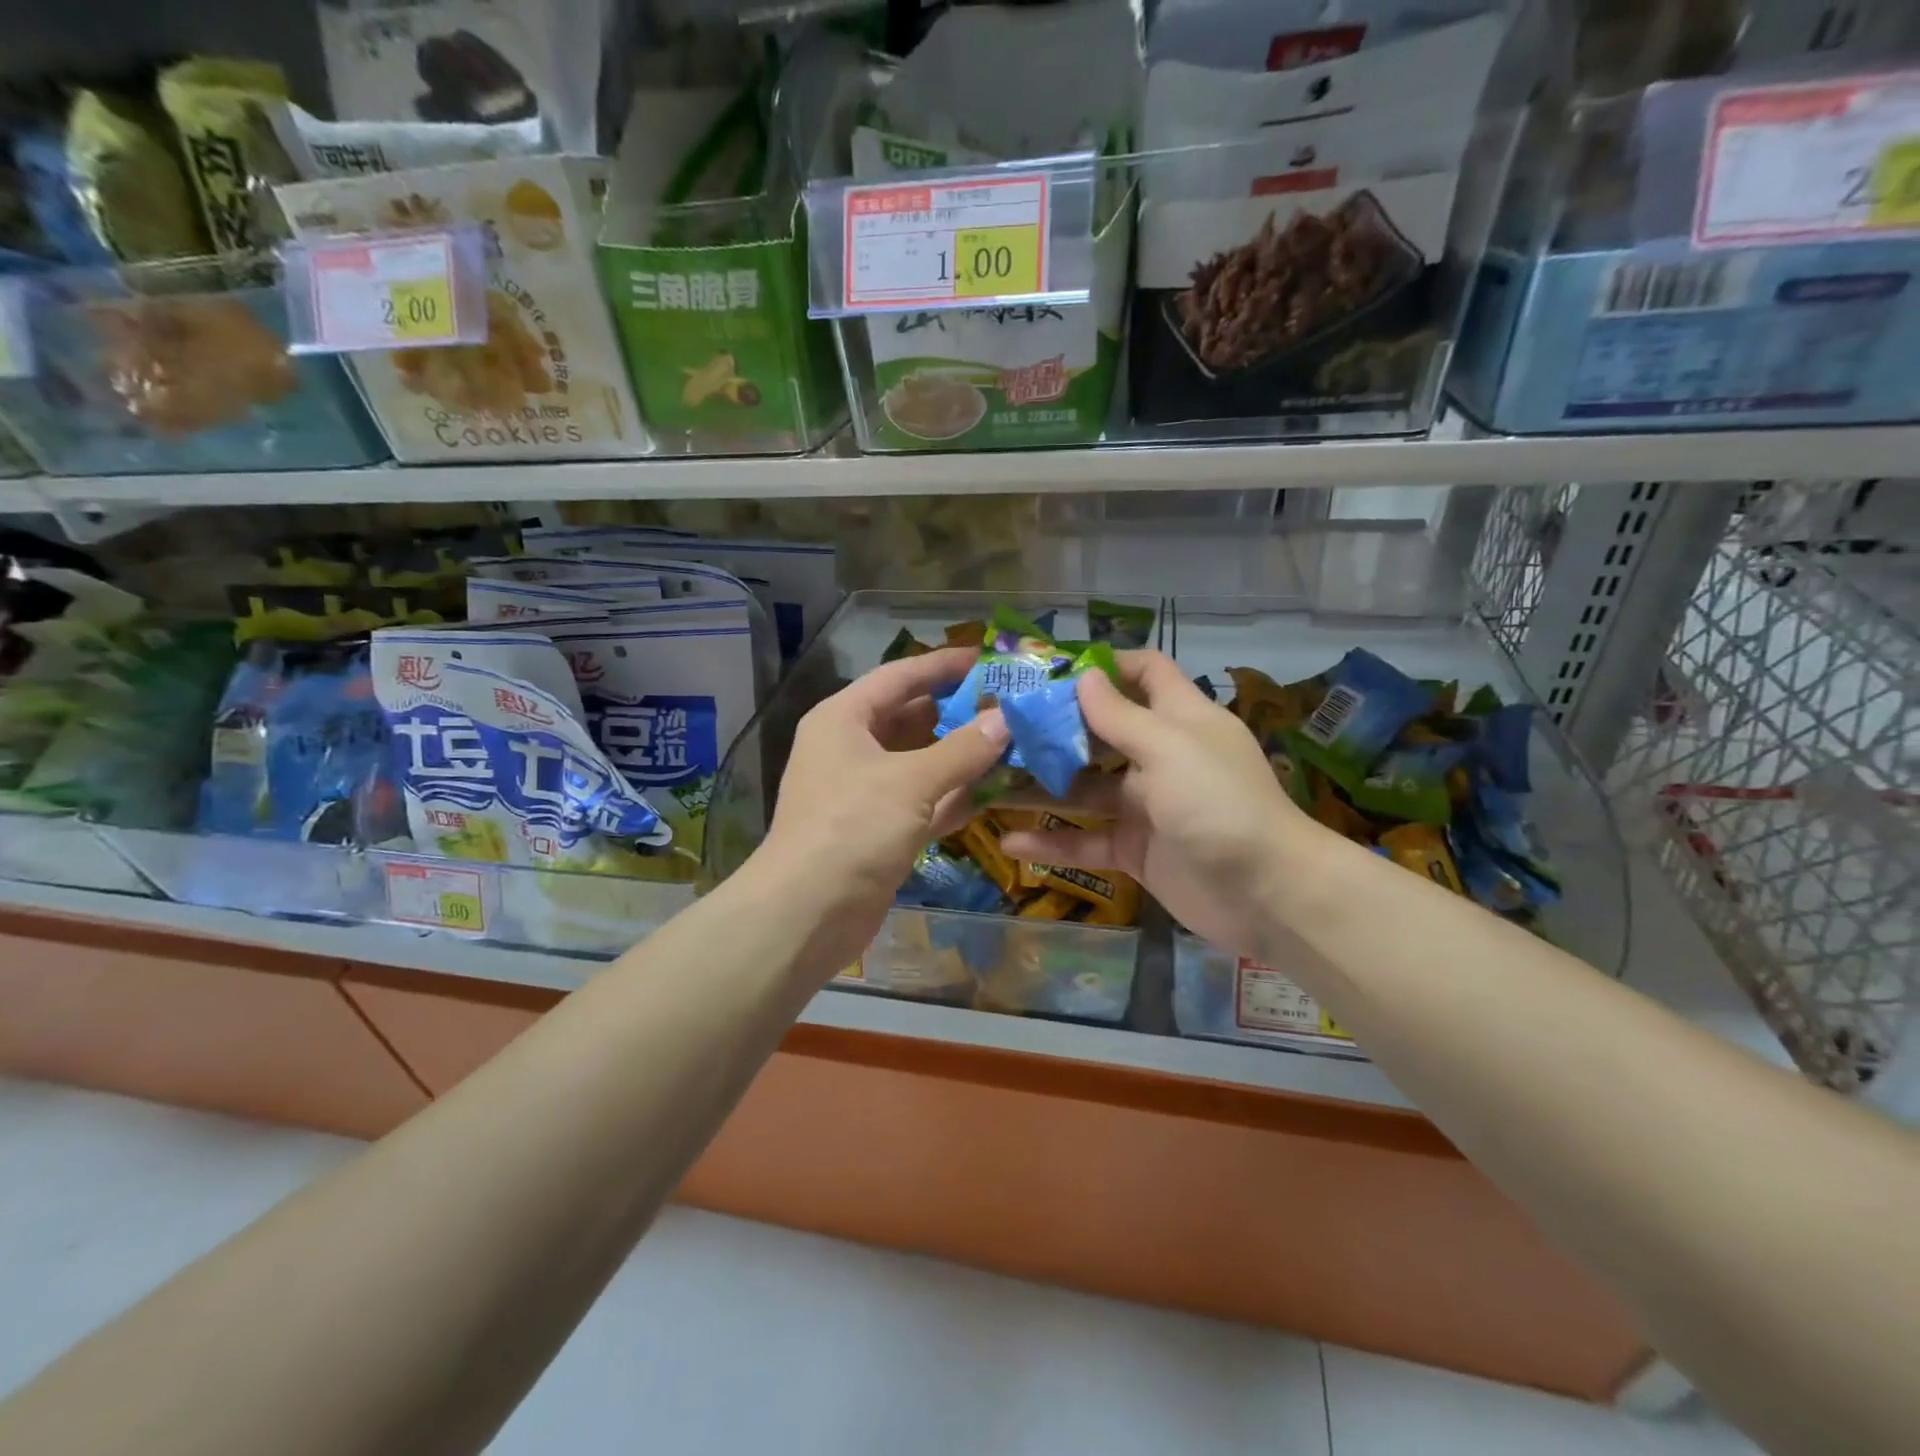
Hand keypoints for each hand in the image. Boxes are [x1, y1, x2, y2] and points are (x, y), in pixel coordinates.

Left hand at [753, 647, 1009, 974]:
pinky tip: (998, 789)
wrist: (807, 914)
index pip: (899, 676)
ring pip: (923, 761)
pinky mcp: (881, 829)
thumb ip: (963, 749)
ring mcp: (867, 791)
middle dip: (960, 712)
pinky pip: (925, 800)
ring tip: (1016, 741)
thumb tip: (1007, 719)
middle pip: (913, 717)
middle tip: (1013, 704)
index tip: (987, 658)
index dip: (942, 665)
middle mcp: (853, 748)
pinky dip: (956, 795)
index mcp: (844, 719)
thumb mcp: (910, 782)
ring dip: (964, 755)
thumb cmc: (852, 829)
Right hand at [998, 650, 1328, 962]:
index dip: (1105, 666)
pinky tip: (1009, 843)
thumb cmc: (1219, 803)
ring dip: (1040, 787)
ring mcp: (1145, 806)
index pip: (1145, 674)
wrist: (1266, 893)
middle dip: (1054, 729)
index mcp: (1179, 719)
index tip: (1052, 670)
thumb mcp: (1169, 748)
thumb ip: (1121, 716)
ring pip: (1084, 789)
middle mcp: (1160, 756)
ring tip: (987, 783)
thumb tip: (1084, 676)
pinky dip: (1052, 842)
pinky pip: (1086, 840)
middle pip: (1100, 732)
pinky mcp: (1135, 849)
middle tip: (999, 728)